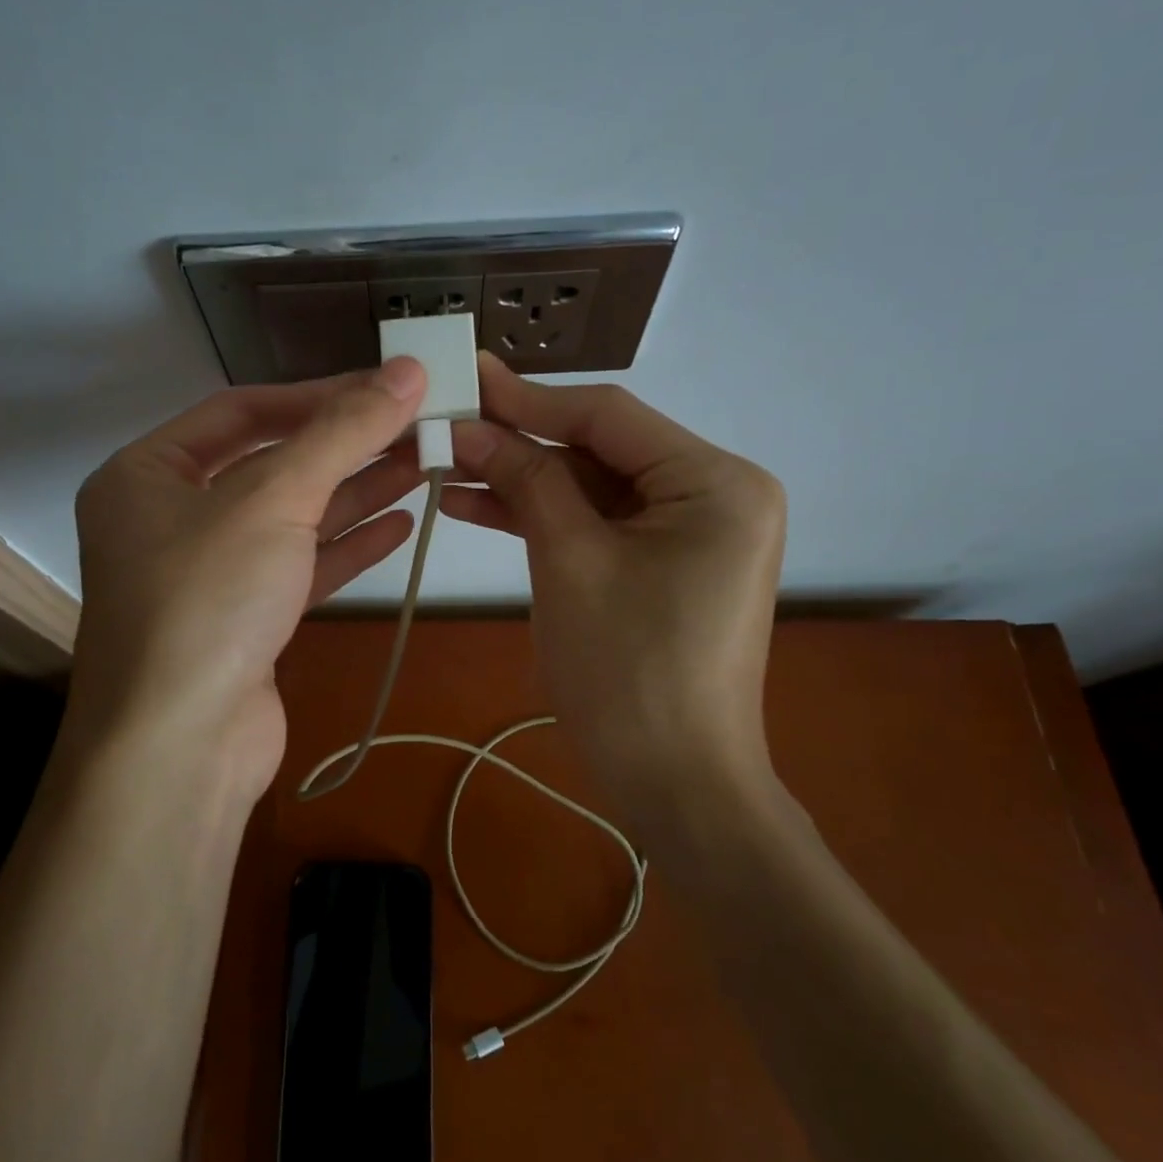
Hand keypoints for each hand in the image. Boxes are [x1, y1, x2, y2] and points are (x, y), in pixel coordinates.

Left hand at [67, 360, 427, 803]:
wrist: (180, 750)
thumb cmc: (207, 601)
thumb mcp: (274, 499)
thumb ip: (342, 432)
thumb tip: (407, 369)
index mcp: (146, 475)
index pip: (241, 411)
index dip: (315, 395)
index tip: (383, 387)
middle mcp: (170, 519)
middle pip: (270, 463)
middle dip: (343, 445)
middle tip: (414, 424)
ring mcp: (207, 574)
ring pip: (291, 518)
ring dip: (355, 491)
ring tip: (422, 463)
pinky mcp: (244, 621)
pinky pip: (300, 566)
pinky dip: (347, 545)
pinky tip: (400, 523)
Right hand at [445, 354, 785, 794]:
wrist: (675, 787)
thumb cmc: (628, 673)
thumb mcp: (569, 561)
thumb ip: (526, 480)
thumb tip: (470, 425)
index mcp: (716, 481)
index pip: (608, 415)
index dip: (529, 396)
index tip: (465, 374)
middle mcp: (715, 492)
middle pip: (600, 448)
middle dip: (519, 441)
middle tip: (446, 422)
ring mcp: (690, 530)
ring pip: (591, 486)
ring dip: (522, 480)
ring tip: (446, 464)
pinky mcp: (664, 562)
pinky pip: (598, 523)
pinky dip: (544, 517)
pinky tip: (476, 503)